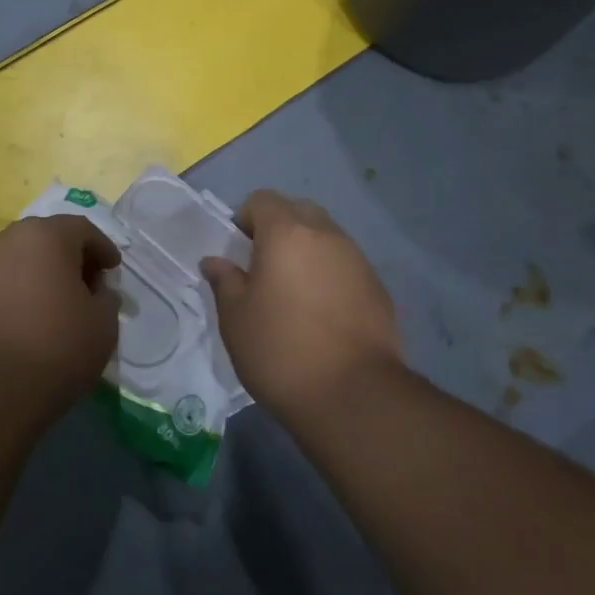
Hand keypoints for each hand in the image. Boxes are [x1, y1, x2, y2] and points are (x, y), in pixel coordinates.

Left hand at [0, 215, 121, 410]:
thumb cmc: (56, 346)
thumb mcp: (103, 323)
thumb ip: (106, 297)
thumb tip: (96, 291)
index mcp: (46, 235)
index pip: (82, 229)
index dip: (102, 248)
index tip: (112, 270)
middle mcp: (9, 238)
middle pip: (48, 238)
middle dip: (70, 257)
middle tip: (87, 284)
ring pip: (21, 258)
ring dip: (41, 272)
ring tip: (56, 303)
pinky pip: (1, 280)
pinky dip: (19, 289)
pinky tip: (28, 316)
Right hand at [201, 191, 402, 415]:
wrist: (352, 395)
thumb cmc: (280, 349)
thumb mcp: (235, 318)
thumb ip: (224, 281)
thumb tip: (216, 261)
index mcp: (287, 233)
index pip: (262, 200)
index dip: (245, 219)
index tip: (238, 251)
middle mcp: (327, 236)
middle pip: (299, 212)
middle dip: (279, 229)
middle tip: (263, 267)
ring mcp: (358, 260)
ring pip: (327, 238)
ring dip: (307, 252)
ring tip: (293, 294)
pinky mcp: (379, 289)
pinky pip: (346, 266)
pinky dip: (330, 276)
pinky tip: (321, 315)